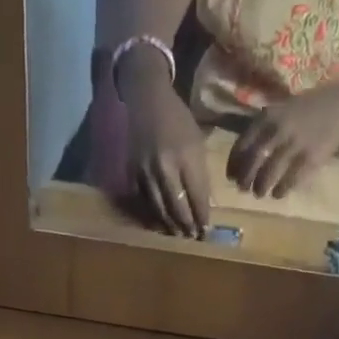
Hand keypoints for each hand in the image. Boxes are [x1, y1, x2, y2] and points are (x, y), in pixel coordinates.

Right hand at [125, 81, 211, 237]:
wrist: (147, 101)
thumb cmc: (178, 120)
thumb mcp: (197, 142)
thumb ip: (200, 174)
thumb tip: (204, 205)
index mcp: (186, 156)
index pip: (197, 196)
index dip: (202, 216)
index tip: (206, 229)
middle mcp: (165, 166)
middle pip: (177, 206)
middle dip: (187, 225)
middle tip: (193, 237)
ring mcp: (146, 171)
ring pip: (159, 208)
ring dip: (170, 225)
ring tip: (178, 235)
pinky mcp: (133, 174)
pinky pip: (144, 202)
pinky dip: (153, 215)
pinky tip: (161, 223)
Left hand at [227, 78, 338, 198]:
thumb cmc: (313, 107)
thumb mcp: (285, 108)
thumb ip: (266, 126)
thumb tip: (245, 153)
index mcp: (269, 115)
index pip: (242, 144)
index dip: (234, 164)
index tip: (231, 176)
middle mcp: (279, 129)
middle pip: (252, 162)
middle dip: (245, 180)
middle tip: (244, 189)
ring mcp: (295, 145)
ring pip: (268, 175)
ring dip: (261, 188)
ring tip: (261, 193)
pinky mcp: (311, 159)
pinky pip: (289, 181)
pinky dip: (281, 190)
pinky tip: (278, 193)